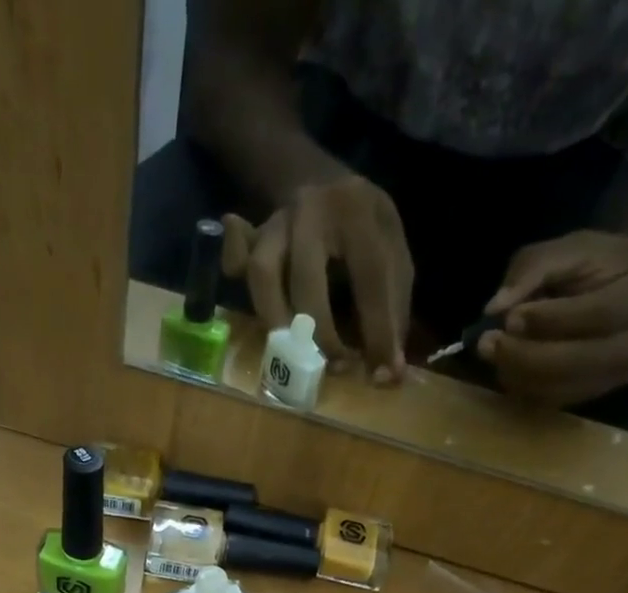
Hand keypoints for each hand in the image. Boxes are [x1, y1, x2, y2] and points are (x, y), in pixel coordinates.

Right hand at [222, 174, 412, 382]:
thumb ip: (393, 308)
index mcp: (358, 211)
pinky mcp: (253, 237)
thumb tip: (389, 373)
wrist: (323, 180)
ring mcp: (276, 223)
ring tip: (291, 353)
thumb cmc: (365, 231)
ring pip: (261, 273)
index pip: (370, 277)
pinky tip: (247, 293)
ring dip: (275, 321)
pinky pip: (235, 257)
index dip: (377, 331)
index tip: (382, 376)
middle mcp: (312, 211)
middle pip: (306, 280)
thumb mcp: (394, 253)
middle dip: (320, 333)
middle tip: (334, 366)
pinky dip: (233, 272)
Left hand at [478, 232, 627, 408]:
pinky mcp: (606, 392)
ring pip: (569, 387)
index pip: (603, 314)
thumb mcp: (574, 247)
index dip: (551, 320)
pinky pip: (561, 401)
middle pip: (584, 360)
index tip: (510, 317)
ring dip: (522, 376)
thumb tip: (494, 307)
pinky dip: (528, 389)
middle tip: (488, 344)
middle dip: (528, 355)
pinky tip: (511, 370)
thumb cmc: (608, 262)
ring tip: (495, 355)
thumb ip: (534, 268)